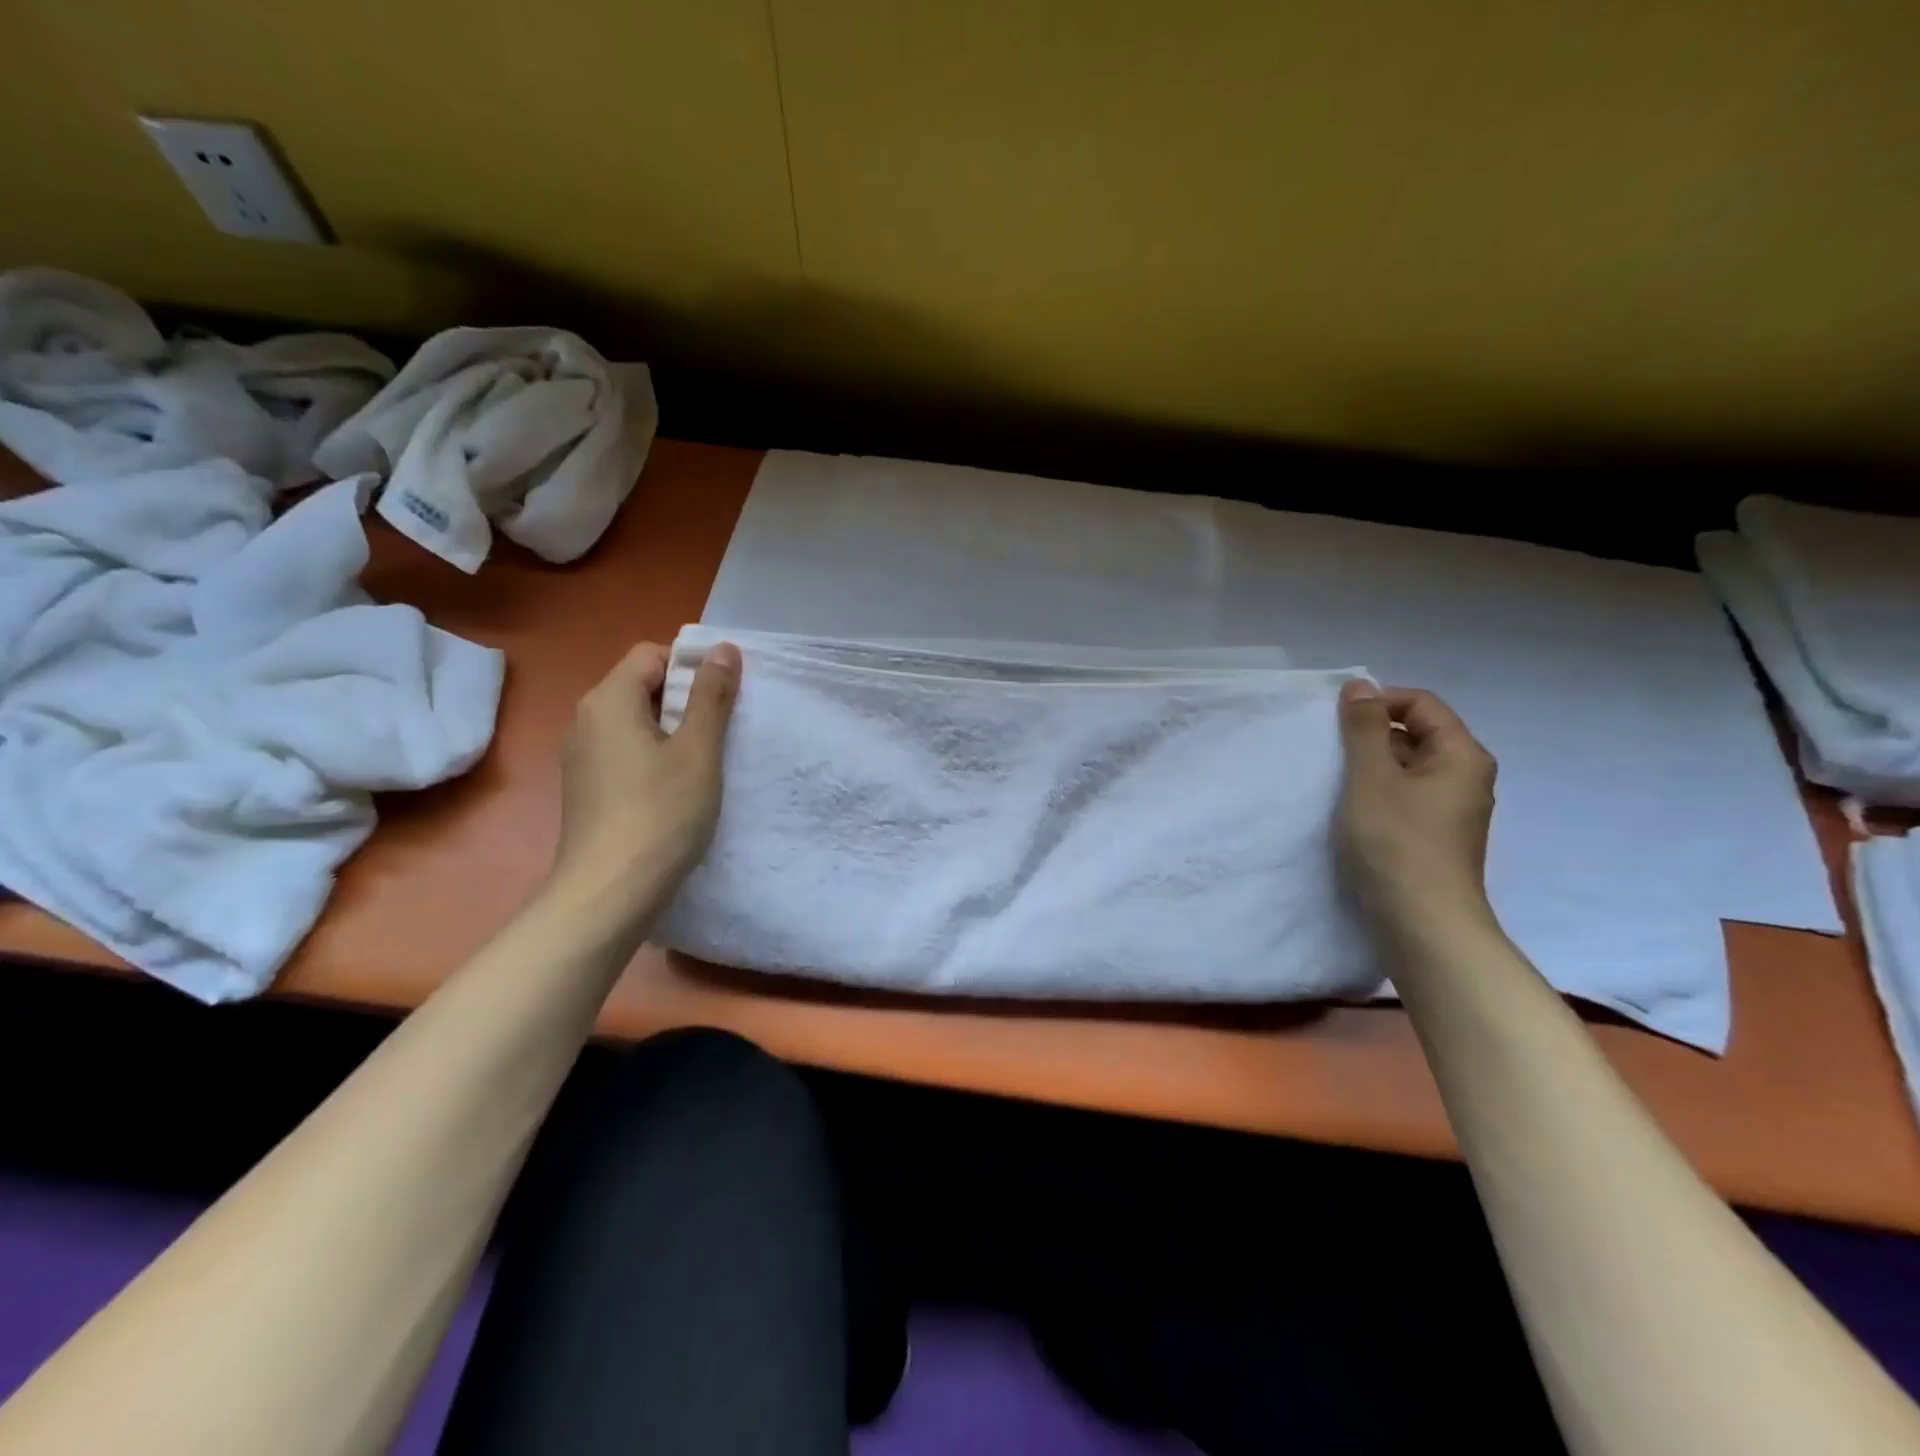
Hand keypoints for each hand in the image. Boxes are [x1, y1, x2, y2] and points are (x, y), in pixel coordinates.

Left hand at [551, 640, 740, 906]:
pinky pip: (626, 752)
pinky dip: (655, 756)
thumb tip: (722, 648)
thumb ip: (711, 696)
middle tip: (723, 728)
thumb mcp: (698, 750)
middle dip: (686, 698)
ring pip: (636, 722)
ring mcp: (582, 756)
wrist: (609, 892)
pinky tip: (679, 788)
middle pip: (642, 686)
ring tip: (706, 760)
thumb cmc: (660, 812)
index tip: (725, 696)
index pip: (651, 654)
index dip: (691, 665)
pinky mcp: (587, 788)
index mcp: (608, 700)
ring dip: (673, 730)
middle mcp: (587, 720)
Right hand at [1336, 680, 1499, 947]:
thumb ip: (1363, 729)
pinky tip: (1351, 809)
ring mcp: (1452, 810)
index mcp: (1462, 755)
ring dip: (1372, 765)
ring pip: (1408, 768)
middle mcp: (1465, 777)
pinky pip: (1405, 796)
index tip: (1337, 720)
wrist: (1423, 923)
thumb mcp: (1371, 777)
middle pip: (1418, 734)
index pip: (1422, 704)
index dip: (1379, 702)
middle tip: (1331, 751)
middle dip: (1372, 734)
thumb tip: (1360, 686)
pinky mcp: (1434, 836)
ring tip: (1336, 780)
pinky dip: (1378, 792)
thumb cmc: (1396, 842)